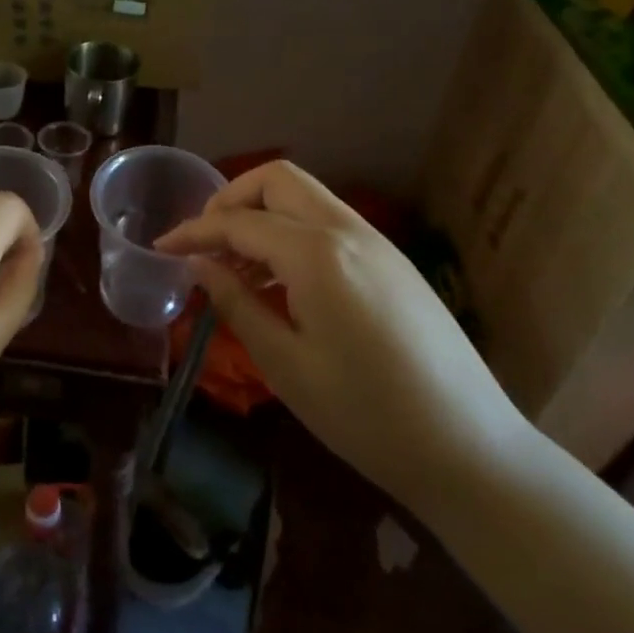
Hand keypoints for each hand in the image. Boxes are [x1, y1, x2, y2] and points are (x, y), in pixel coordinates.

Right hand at [156, 160, 528, 504]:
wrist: (472, 451)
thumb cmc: (367, 416)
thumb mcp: (286, 365)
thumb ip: (236, 304)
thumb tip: (199, 266)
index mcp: (317, 254)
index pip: (239, 222)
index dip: (194, 231)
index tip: (161, 246)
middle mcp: (349, 231)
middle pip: (277, 181)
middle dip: (231, 200)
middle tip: (204, 243)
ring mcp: (378, 243)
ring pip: (306, 197)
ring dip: (262, 215)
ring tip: (235, 267)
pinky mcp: (394, 263)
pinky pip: (329, 224)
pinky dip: (292, 233)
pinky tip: (280, 282)